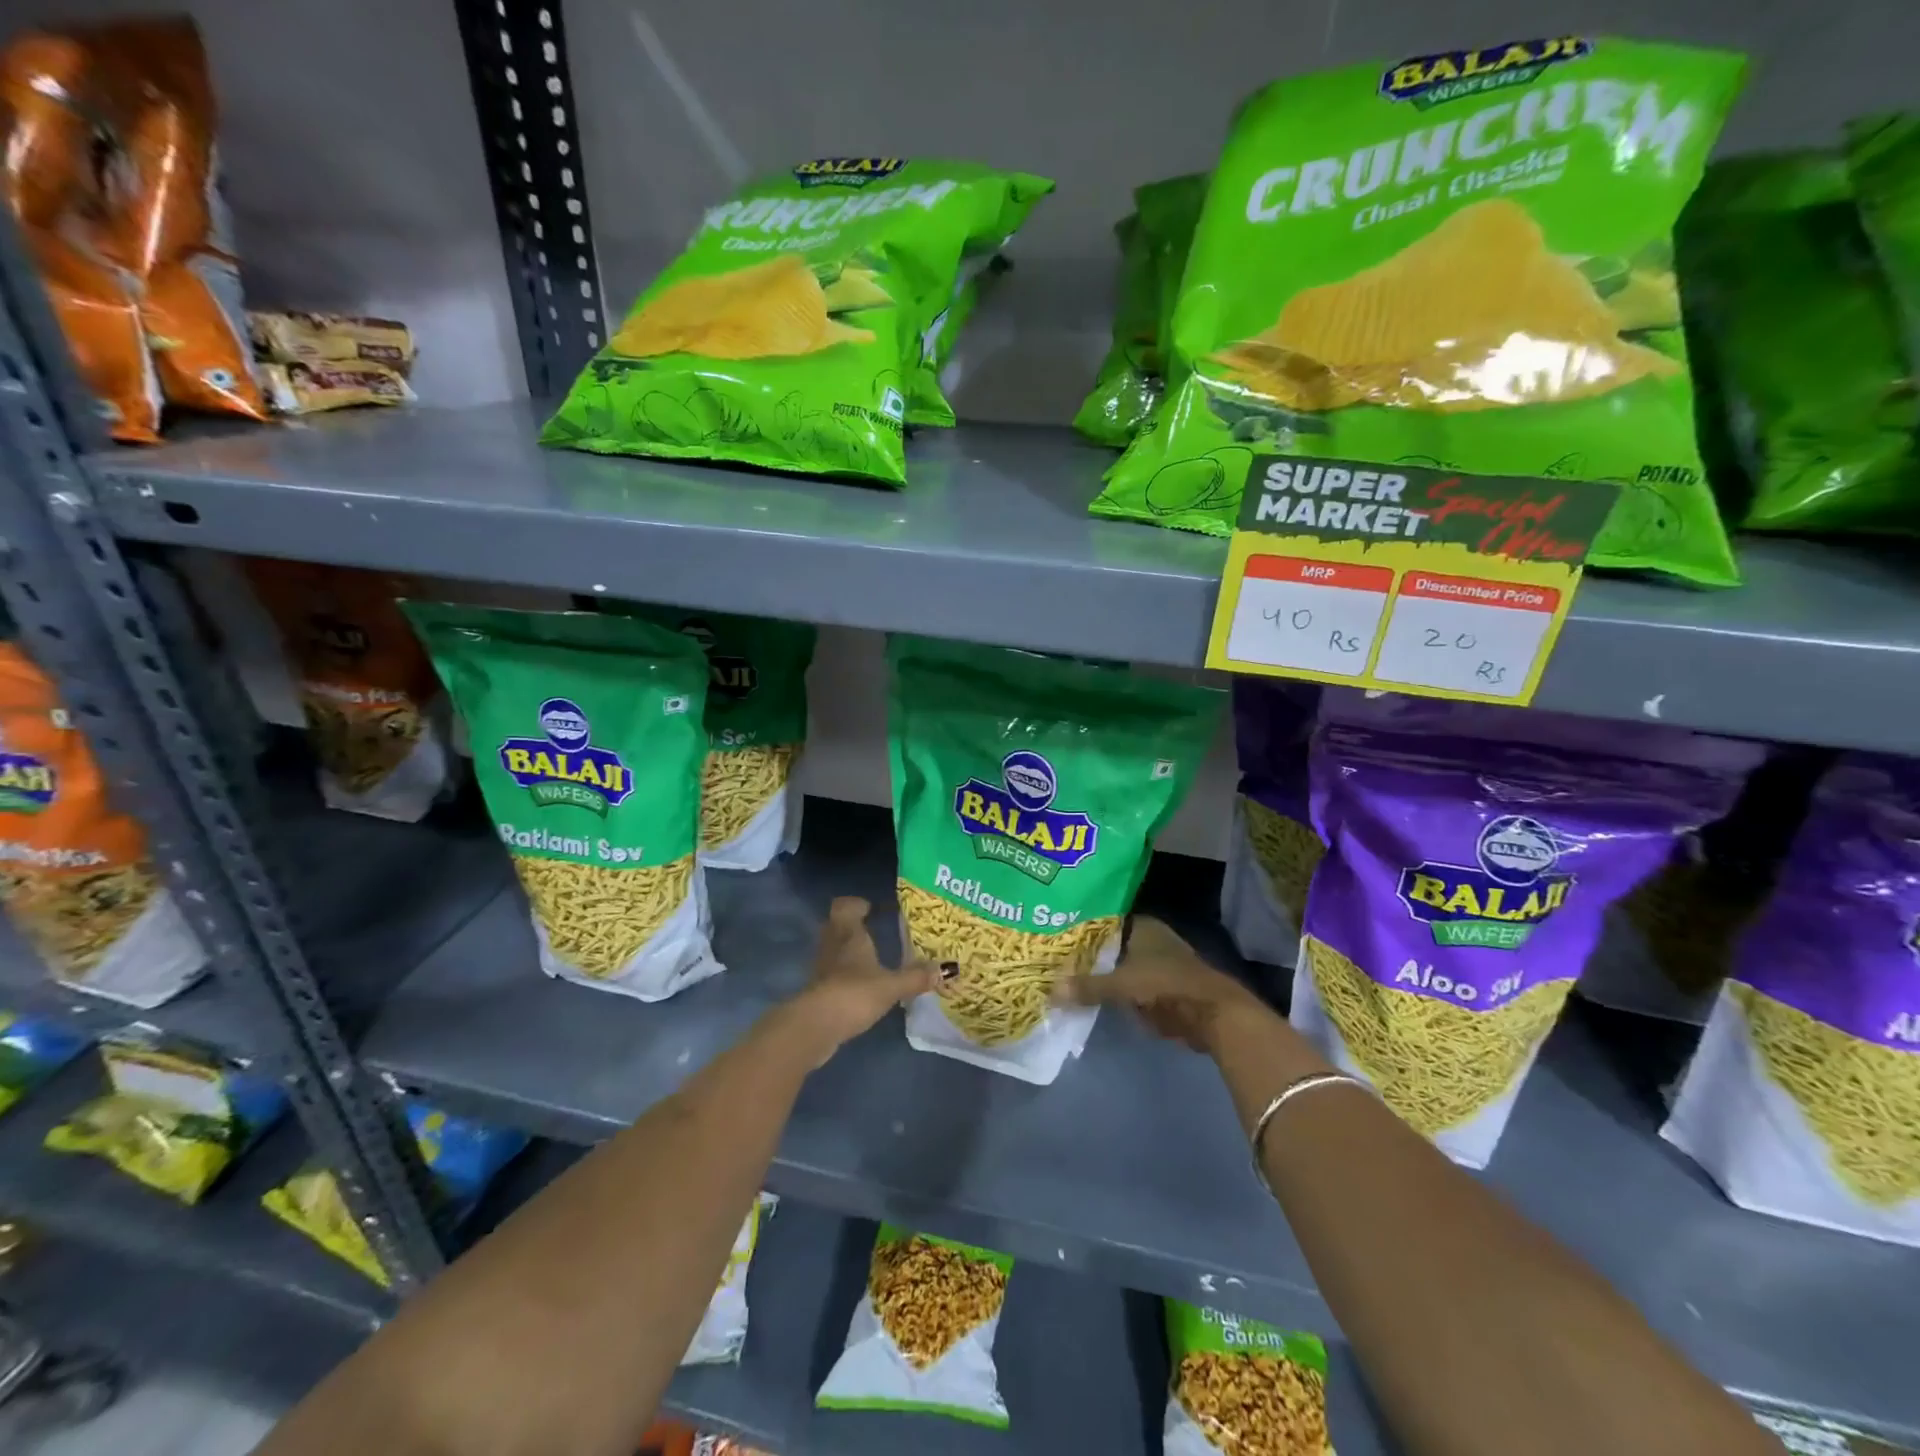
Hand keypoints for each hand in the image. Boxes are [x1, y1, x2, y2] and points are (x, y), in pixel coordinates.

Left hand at [783, 897, 938, 1055]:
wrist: (815, 1027)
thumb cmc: (854, 994)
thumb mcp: (891, 986)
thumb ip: (916, 977)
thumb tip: (946, 968)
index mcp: (848, 934)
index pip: (844, 907)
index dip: (856, 904)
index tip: (871, 908)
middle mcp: (832, 946)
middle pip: (836, 926)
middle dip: (853, 927)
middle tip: (875, 930)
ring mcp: (822, 969)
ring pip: (834, 950)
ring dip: (849, 952)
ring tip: (873, 958)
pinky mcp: (818, 992)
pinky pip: (833, 974)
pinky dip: (845, 975)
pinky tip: (862, 987)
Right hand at [1057, 916, 1270, 1055]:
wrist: (1211, 1014)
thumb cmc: (1167, 984)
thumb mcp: (1122, 984)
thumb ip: (1088, 987)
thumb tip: (1050, 991)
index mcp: (1141, 925)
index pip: (1101, 920)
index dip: (1078, 927)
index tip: (1052, 934)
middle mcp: (1147, 939)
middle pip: (1107, 945)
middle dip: (1084, 954)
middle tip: (1050, 959)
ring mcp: (1153, 964)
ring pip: (1115, 967)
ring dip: (1096, 974)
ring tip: (1060, 977)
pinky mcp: (1157, 989)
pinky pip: (1124, 987)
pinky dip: (1109, 992)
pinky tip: (1084, 996)